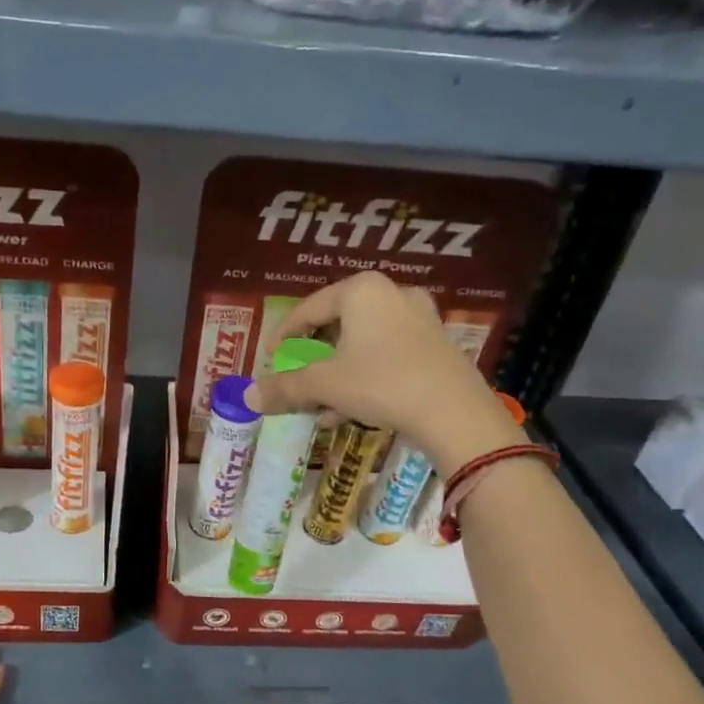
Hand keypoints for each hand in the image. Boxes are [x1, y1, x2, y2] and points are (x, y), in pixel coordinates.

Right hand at [244, 272, 525, 473]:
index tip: (270, 358)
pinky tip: (350, 410)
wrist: (455, 413)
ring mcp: (420, 318)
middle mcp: (392, 294)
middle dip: (313, 357)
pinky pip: (387, 355)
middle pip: (337, 325)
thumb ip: (285, 388)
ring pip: (363, 344)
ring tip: (320, 404)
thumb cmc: (382, 383)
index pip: (309, 309)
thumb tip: (248, 397)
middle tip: (297, 377)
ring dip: (337, 373)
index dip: (284, 335)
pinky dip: (364, 377)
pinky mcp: (437, 345)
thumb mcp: (325, 385)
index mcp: (362, 290)